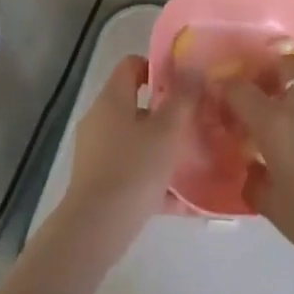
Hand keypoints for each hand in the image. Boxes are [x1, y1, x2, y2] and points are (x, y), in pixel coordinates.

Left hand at [61, 56, 192, 241]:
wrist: (97, 227)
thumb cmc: (134, 169)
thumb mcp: (167, 131)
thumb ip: (183, 99)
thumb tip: (192, 69)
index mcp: (112, 100)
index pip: (131, 66)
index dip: (157, 67)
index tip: (185, 82)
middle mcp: (100, 120)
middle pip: (136, 105)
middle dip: (167, 113)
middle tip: (197, 121)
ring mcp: (96, 152)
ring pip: (137, 141)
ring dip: (163, 148)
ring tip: (194, 158)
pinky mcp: (99, 182)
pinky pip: (133, 172)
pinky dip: (155, 179)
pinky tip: (184, 199)